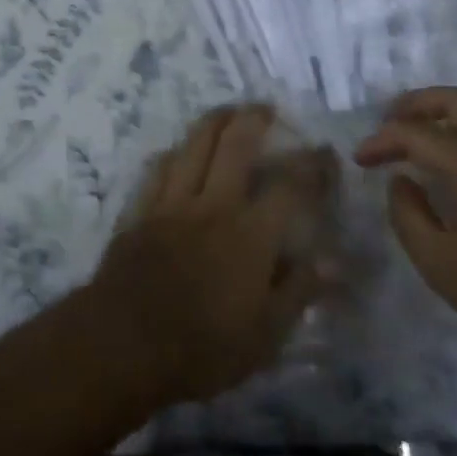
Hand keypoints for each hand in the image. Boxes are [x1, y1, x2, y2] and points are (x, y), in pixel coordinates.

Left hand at [93, 105, 334, 406]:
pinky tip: (178, 151)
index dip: (311, 166)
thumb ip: (298, 292)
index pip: (289, 187)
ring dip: (213, 122)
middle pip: (235, 145)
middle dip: (253, 119)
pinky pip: (158, 168)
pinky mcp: (141, 210)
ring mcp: (172, 202)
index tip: (323, 152)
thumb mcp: (265, 336)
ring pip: (194, 145)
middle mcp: (213, 205)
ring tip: (226, 112)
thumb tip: (331, 261)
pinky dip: (173, 153)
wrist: (124, 342)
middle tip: (265, 108)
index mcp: (250, 234)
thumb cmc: (202, 347)